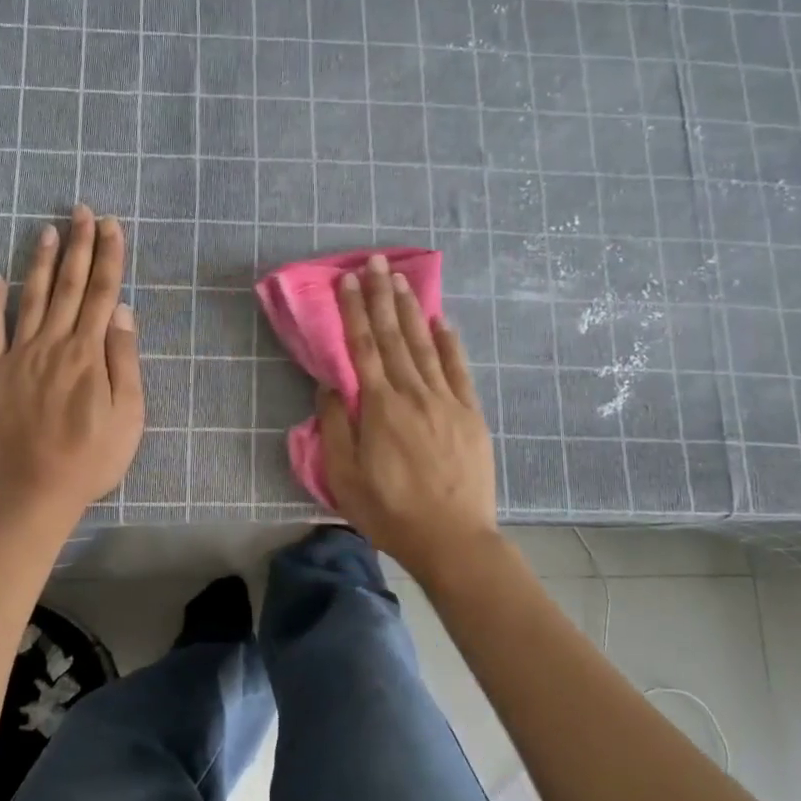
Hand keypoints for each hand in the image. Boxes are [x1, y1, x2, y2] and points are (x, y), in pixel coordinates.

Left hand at [0, 205, 143, 517]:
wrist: (33, 492)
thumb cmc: (90, 458)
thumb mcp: (128, 416)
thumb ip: (124, 361)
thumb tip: (123, 311)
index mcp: (88, 354)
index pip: (103, 293)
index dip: (109, 257)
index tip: (112, 226)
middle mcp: (53, 344)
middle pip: (70, 286)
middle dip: (79, 245)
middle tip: (82, 210)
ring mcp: (19, 356)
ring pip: (32, 298)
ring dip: (42, 262)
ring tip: (48, 229)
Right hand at [319, 254, 497, 577]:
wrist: (452, 539)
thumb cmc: (389, 511)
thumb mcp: (344, 476)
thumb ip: (334, 426)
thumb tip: (330, 385)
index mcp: (379, 407)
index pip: (362, 347)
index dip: (354, 311)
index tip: (348, 280)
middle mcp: (412, 393)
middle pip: (393, 335)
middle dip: (382, 295)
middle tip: (375, 261)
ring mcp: (446, 401)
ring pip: (425, 345)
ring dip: (411, 309)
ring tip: (401, 279)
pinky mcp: (470, 414)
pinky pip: (458, 369)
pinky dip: (449, 342)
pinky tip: (441, 322)